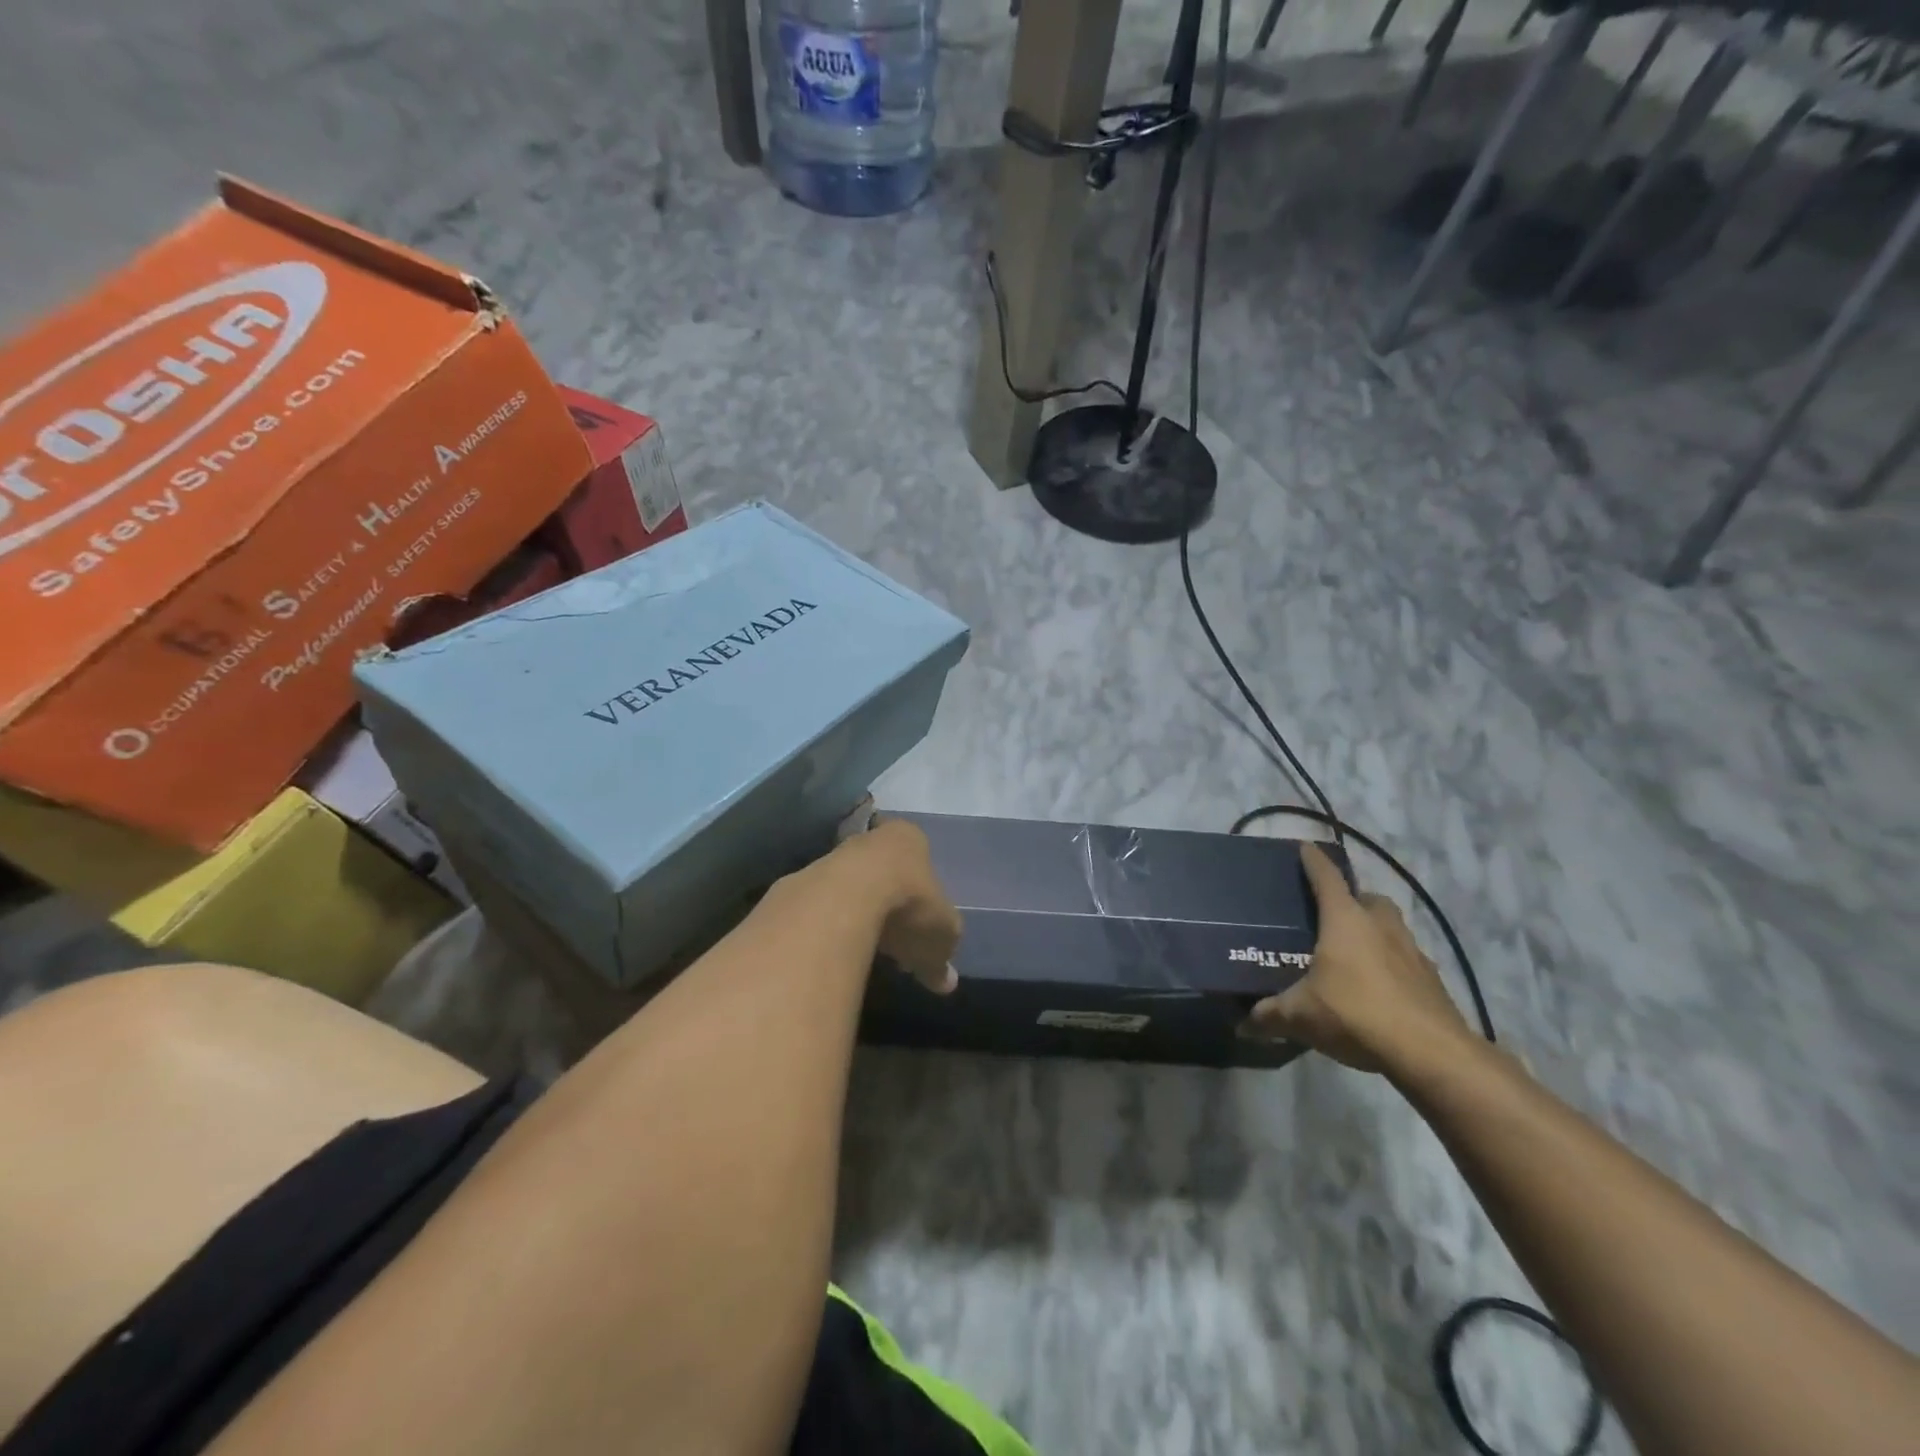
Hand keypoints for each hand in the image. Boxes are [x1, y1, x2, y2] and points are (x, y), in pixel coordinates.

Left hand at [834, 816, 960, 995]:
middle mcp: (870, 839)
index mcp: (909, 840)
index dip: (924, 888)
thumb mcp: (941, 936)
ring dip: (859, 912)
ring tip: (867, 948)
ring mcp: (834, 858)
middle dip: (890, 901)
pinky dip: (834, 925)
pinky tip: (840, 950)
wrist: (844, 899)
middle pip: (883, 870)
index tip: (923, 916)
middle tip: (897, 936)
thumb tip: (947, 982)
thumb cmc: (909, 904)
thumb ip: (942, 957)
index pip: (919, 855)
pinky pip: (826, 906)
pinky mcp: (803, 881)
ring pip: (852, 885)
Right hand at [1246, 842, 1470, 1072]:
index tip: (1305, 847)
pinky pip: (1407, 961)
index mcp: (1345, 920)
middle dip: (1353, 900)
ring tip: (1354, 954)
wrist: (1431, 1053)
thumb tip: (1243, 1023)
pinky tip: (1379, 990)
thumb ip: (1269, 1015)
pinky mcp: (1432, 981)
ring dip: (1376, 933)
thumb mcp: (1300, 1016)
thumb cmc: (1356, 1014)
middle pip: (1368, 899)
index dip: (1314, 861)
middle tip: (1331, 915)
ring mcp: (1413, 952)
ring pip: (1392, 928)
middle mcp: (1382, 926)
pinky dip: (1393, 966)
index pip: (1327, 877)